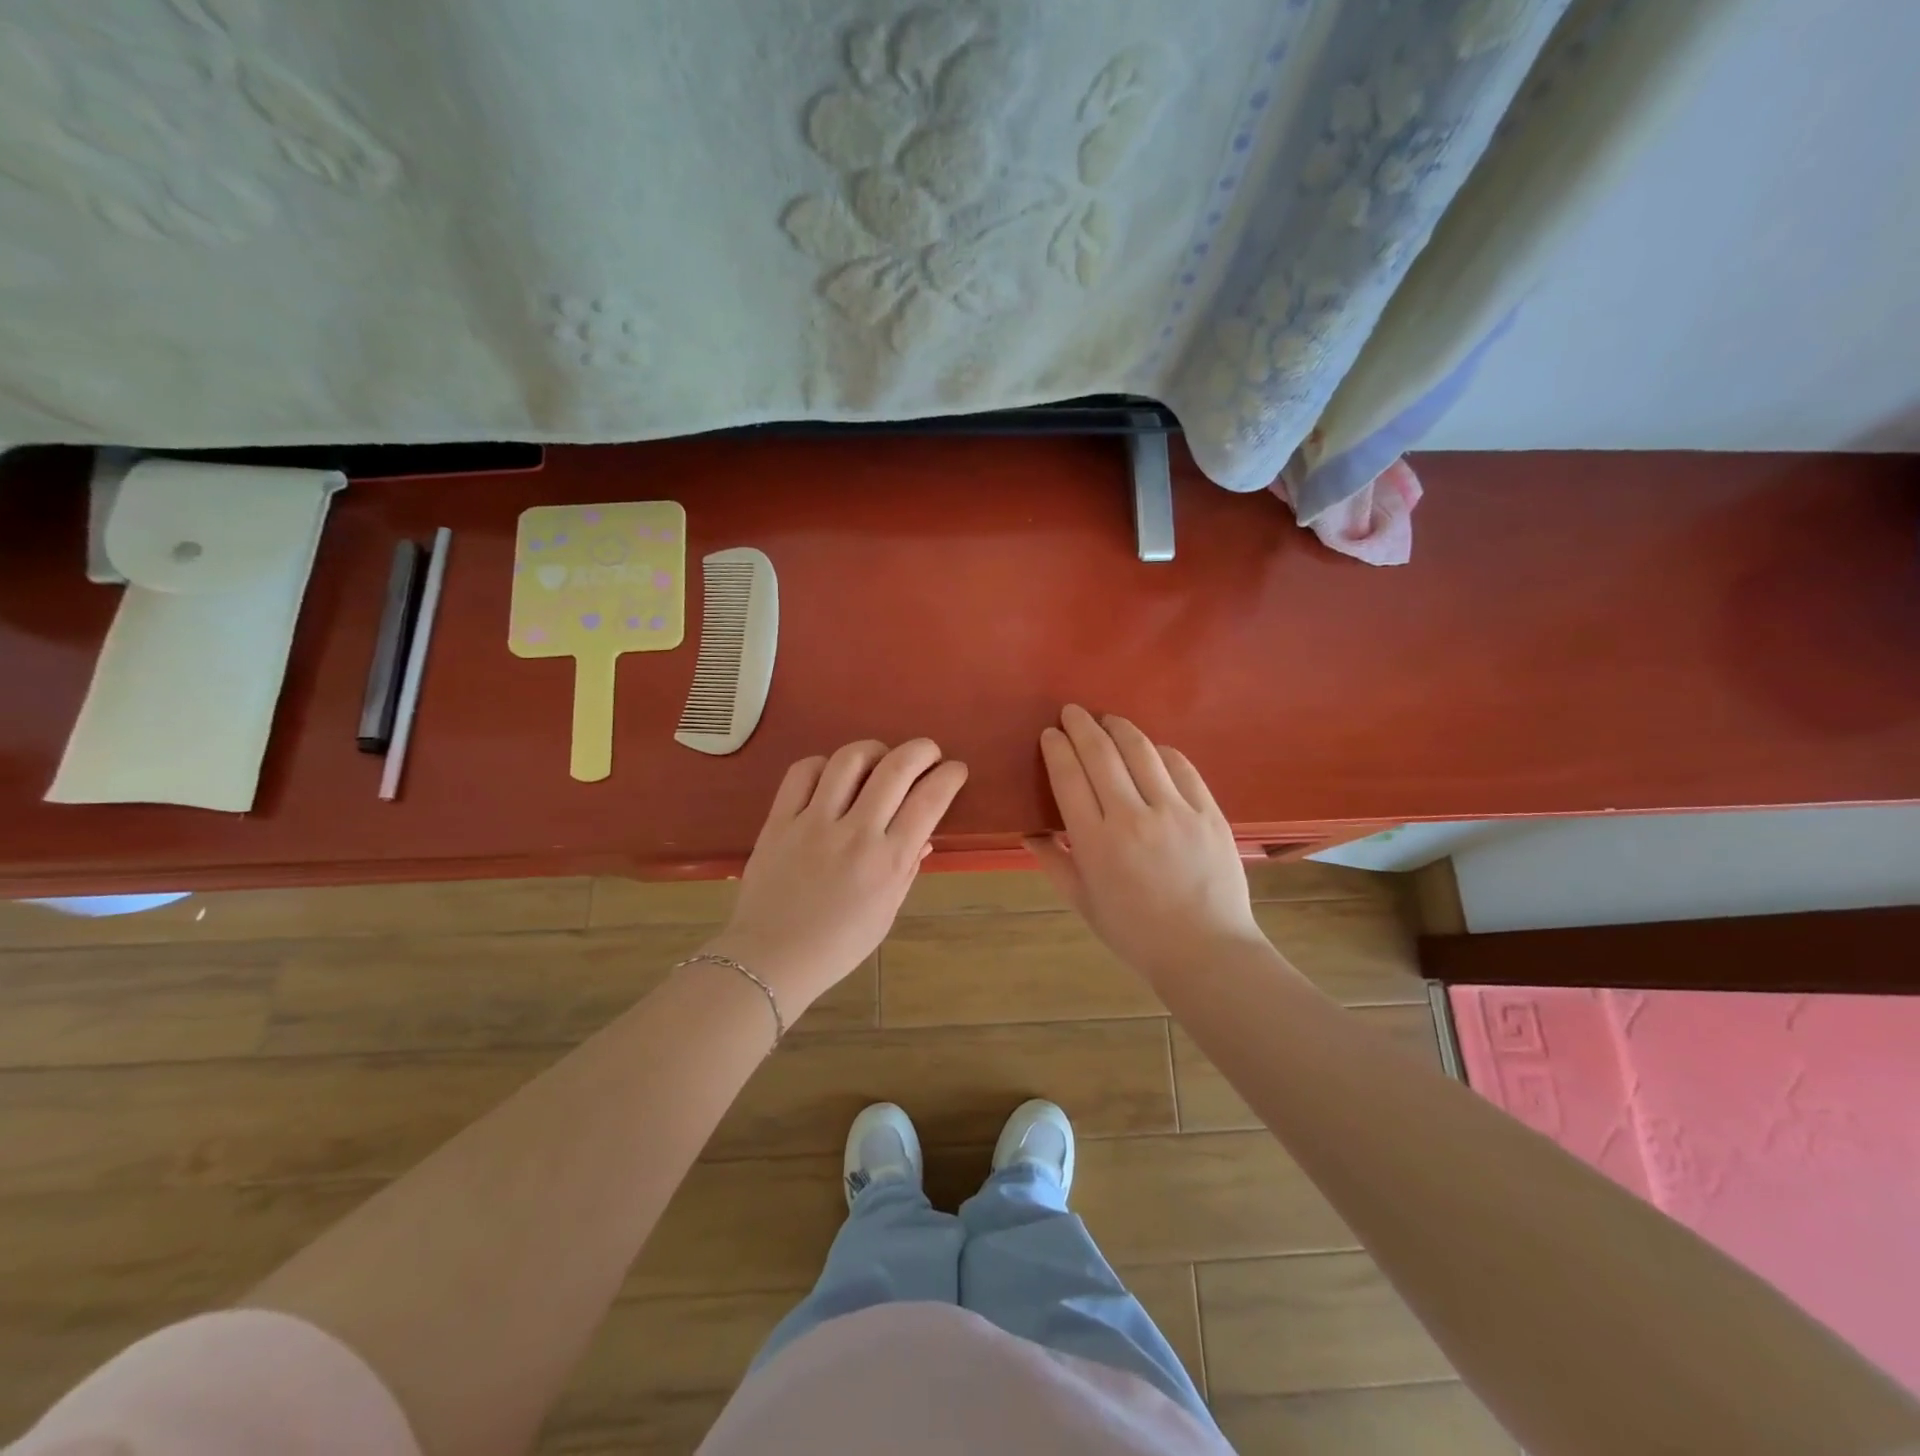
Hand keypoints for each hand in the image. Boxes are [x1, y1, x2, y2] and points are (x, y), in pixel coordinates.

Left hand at [705, 739, 967, 1013]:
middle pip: (896, 768)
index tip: (955, 770)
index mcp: (887, 862)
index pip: (929, 801)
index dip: (949, 776)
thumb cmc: (837, 945)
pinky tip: (832, 775)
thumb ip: (906, 869)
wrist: (771, 959)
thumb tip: (924, 836)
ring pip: (849, 760)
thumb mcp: (886, 913)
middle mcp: (855, 834)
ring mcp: (813, 823)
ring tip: (880, 758)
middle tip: (928, 752)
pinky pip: (803, 772)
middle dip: (921, 750)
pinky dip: (824, 764)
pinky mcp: (779, 820)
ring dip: (874, 749)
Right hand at [1032, 705, 1263, 983]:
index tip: (1050, 734)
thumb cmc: (1135, 933)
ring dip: (1119, 727)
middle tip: (1072, 712)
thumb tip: (1029, 831)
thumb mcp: (1082, 902)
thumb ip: (1053, 861)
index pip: (1068, 777)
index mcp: (1094, 841)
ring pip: (1140, 750)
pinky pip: (1181, 766)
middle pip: (1101, 754)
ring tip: (1107, 719)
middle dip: (1081, 726)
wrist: (1205, 951)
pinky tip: (1150, 747)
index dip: (1057, 749)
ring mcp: (1174, 811)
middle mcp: (1131, 816)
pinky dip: (1160, 750)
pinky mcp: (1207, 812)